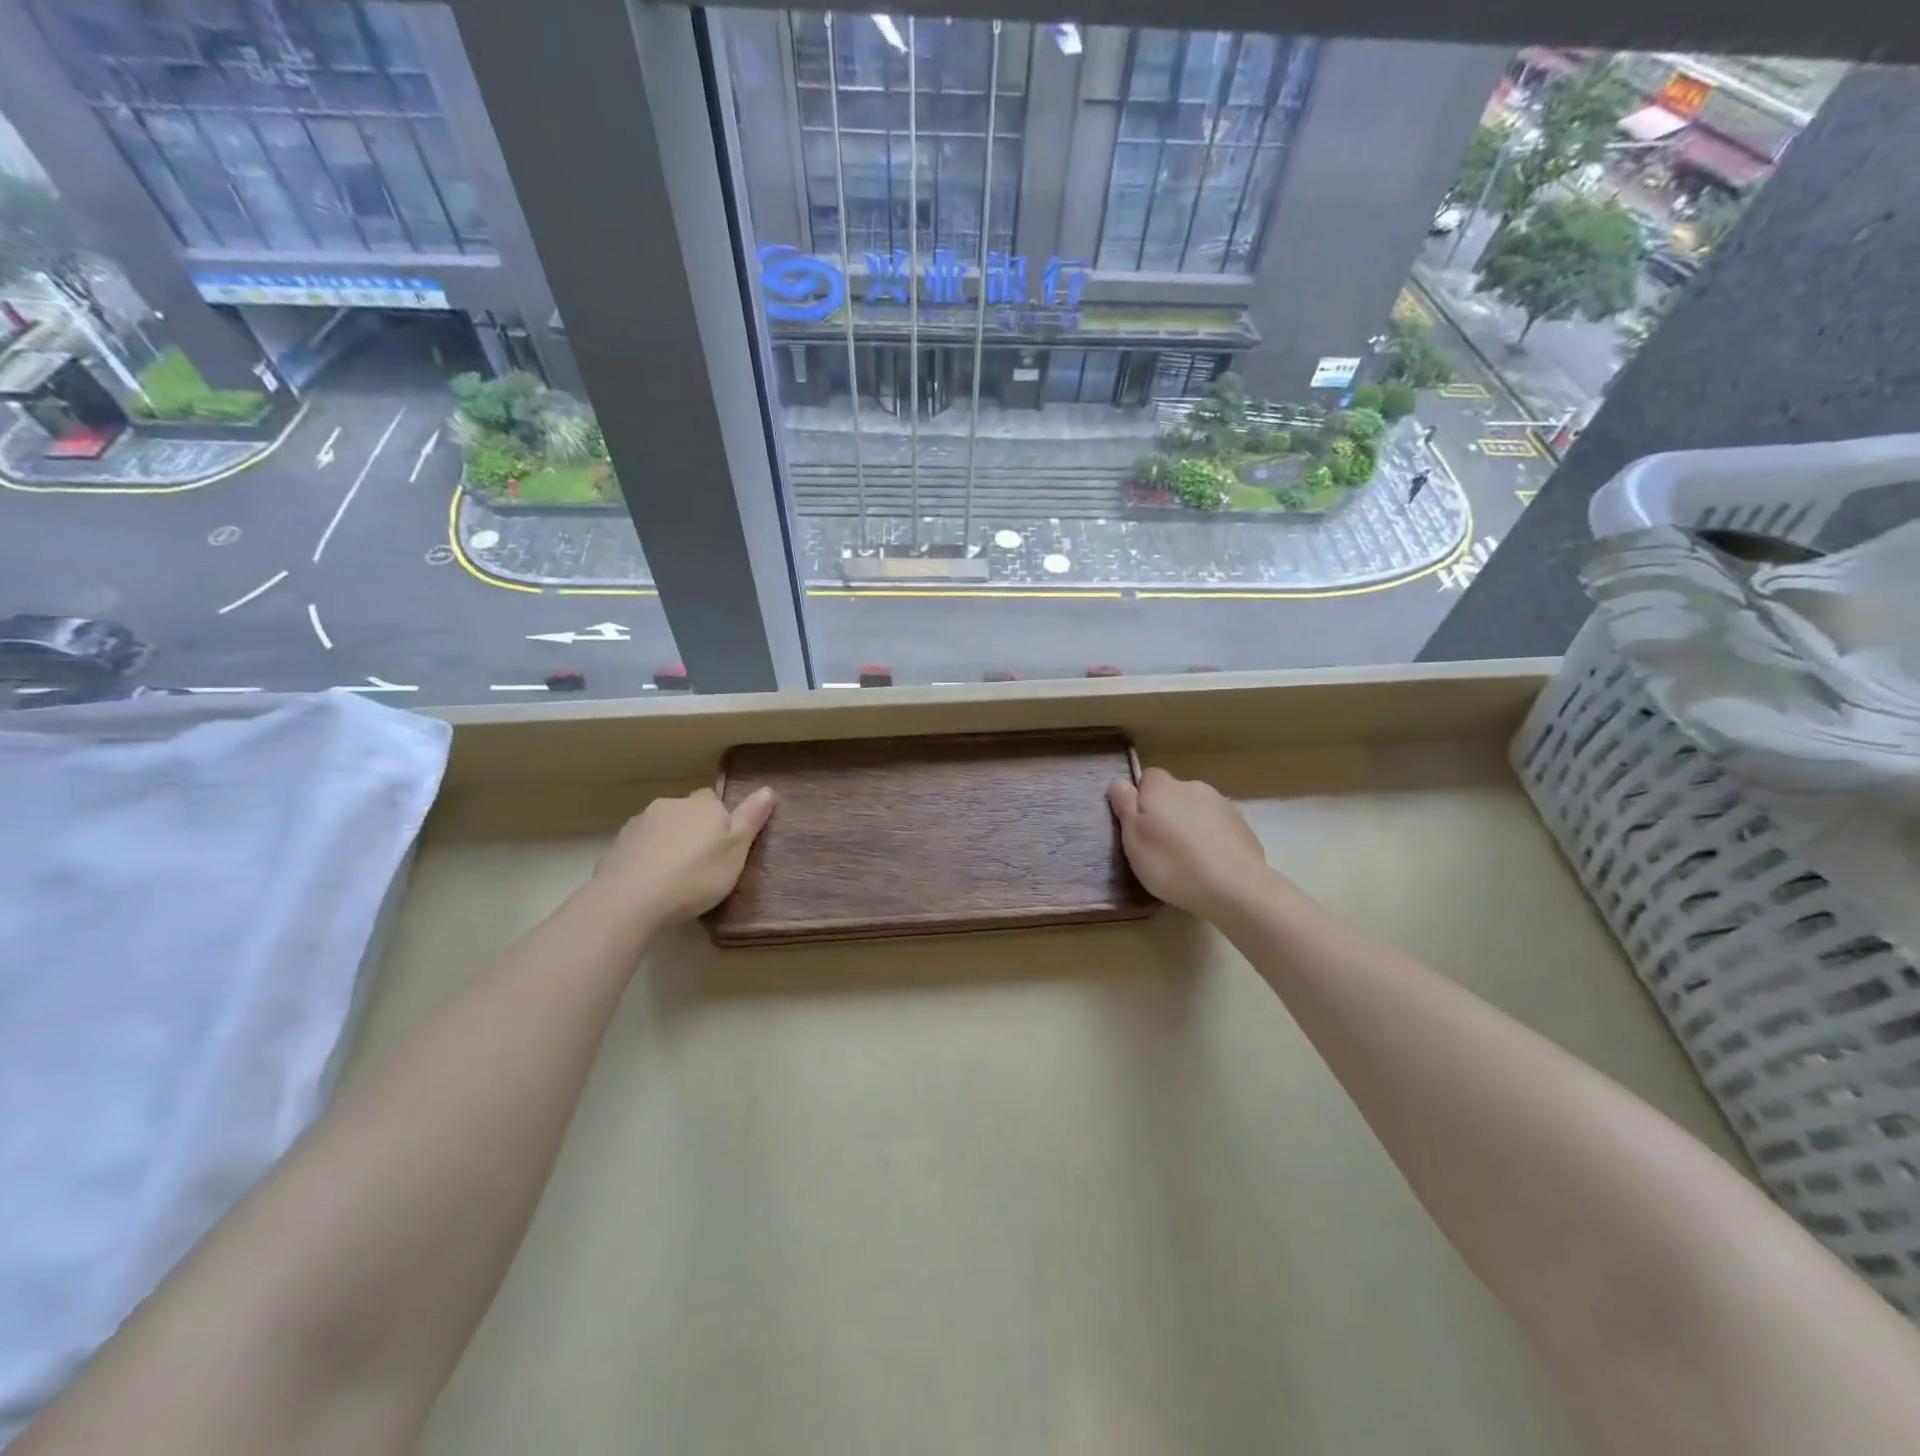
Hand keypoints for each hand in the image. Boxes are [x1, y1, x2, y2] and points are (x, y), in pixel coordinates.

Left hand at [595, 786, 775, 928]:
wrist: (631, 898)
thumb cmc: (696, 875)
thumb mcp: (736, 850)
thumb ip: (751, 819)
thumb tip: (768, 789)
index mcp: (703, 805)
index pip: (714, 801)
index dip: (720, 821)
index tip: (722, 846)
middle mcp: (670, 805)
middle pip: (686, 813)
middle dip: (692, 830)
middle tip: (701, 864)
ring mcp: (640, 823)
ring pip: (661, 828)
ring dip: (668, 843)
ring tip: (674, 876)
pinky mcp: (617, 845)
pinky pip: (640, 847)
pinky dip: (646, 858)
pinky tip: (650, 883)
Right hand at [1108, 768, 1277, 921]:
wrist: (1234, 887)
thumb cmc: (1171, 863)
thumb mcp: (1133, 838)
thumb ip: (1125, 806)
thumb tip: (1119, 782)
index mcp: (1163, 787)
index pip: (1148, 777)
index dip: (1141, 799)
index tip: (1138, 826)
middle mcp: (1193, 787)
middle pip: (1173, 794)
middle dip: (1166, 813)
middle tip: (1159, 847)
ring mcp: (1223, 805)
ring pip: (1197, 810)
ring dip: (1190, 826)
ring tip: (1186, 860)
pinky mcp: (1243, 827)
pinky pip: (1218, 828)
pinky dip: (1211, 840)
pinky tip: (1209, 865)